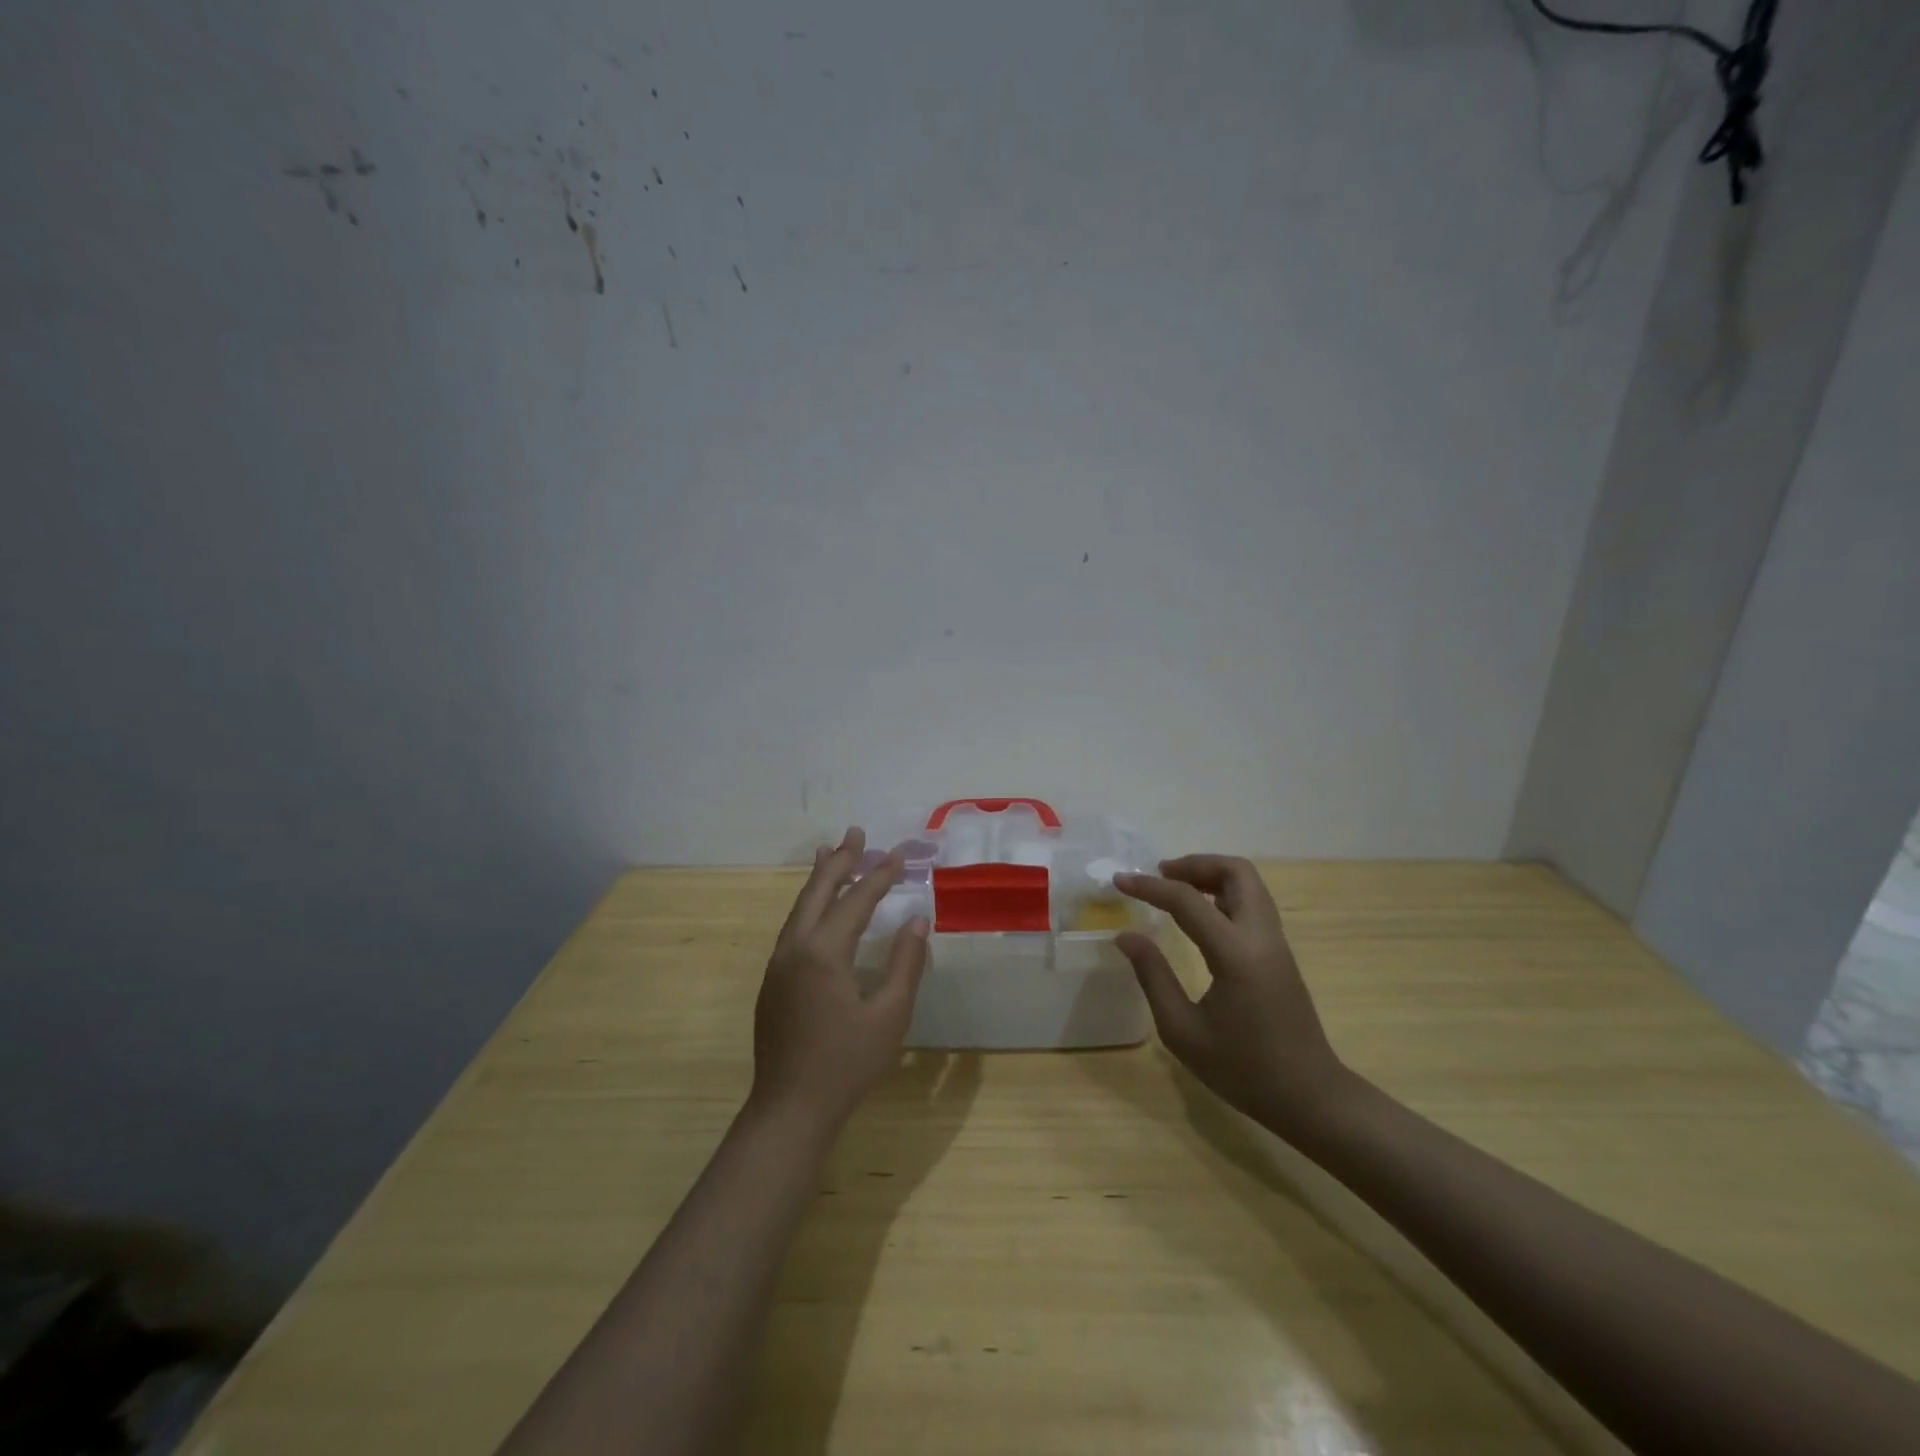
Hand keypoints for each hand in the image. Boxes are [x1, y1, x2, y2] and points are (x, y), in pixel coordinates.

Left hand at [751, 827, 929, 1130]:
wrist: (789, 1108)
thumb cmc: (846, 1063)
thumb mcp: (890, 1015)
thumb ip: (906, 963)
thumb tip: (917, 919)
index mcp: (824, 952)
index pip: (856, 901)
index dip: (880, 876)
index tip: (899, 855)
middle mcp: (794, 947)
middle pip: (818, 891)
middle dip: (840, 860)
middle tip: (857, 833)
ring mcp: (778, 963)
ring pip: (800, 907)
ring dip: (820, 879)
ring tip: (831, 853)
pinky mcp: (772, 980)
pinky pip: (793, 927)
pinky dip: (809, 905)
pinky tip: (818, 908)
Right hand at [1114, 855, 1351, 1142]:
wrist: (1309, 1097)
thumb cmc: (1242, 1069)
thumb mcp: (1182, 1030)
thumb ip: (1153, 976)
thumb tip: (1127, 936)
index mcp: (1235, 953)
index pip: (1187, 901)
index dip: (1150, 886)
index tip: (1119, 880)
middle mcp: (1260, 937)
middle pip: (1236, 872)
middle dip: (1195, 864)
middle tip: (1161, 875)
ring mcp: (1276, 943)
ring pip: (1249, 884)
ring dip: (1212, 876)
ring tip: (1176, 889)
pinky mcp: (1280, 954)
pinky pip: (1253, 904)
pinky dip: (1224, 894)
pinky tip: (1200, 915)